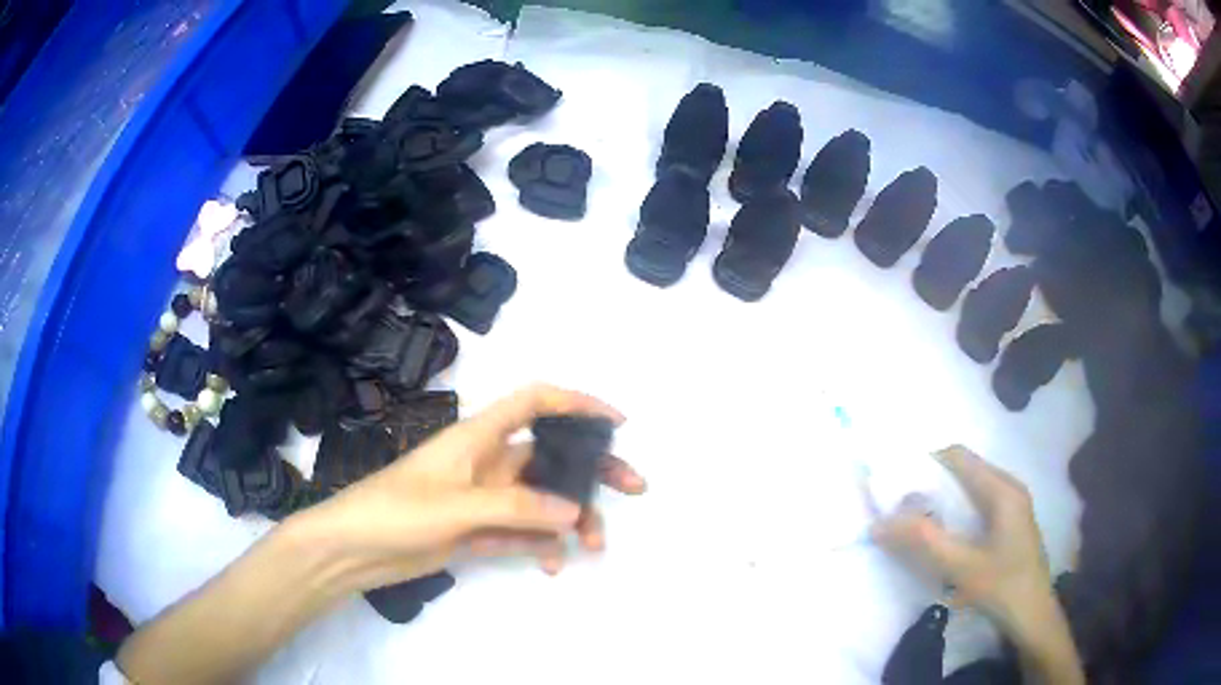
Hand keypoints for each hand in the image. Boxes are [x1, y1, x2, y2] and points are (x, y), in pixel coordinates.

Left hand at [293, 384, 646, 593]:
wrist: (353, 550)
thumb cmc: (394, 511)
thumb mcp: (456, 506)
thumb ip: (515, 506)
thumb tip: (574, 510)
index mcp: (478, 438)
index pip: (534, 402)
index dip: (577, 403)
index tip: (616, 423)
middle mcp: (487, 463)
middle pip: (551, 456)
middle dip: (593, 469)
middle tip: (633, 487)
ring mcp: (484, 499)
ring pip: (542, 499)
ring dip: (571, 517)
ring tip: (594, 545)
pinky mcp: (478, 531)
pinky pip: (523, 532)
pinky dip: (542, 544)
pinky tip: (554, 564)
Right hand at [871, 446, 1053, 636]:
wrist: (1033, 616)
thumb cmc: (1002, 587)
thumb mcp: (960, 566)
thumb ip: (923, 541)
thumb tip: (879, 523)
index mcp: (1002, 490)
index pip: (959, 457)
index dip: (926, 463)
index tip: (896, 484)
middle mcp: (1009, 488)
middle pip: (966, 470)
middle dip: (932, 484)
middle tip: (902, 508)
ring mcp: (1013, 505)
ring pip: (972, 488)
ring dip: (944, 500)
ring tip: (917, 522)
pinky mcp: (1011, 523)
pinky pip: (979, 504)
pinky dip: (957, 512)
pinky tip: (945, 536)